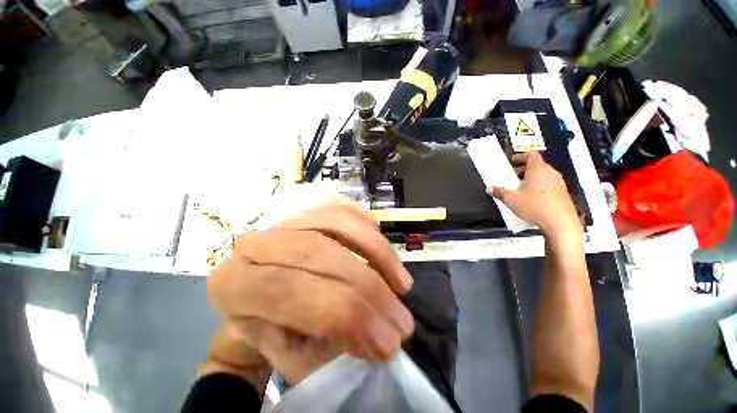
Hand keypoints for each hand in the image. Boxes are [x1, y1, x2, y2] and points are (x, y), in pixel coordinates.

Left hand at [206, 199, 413, 384]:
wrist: (258, 293)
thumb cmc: (271, 327)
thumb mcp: (289, 352)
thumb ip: (330, 345)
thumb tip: (379, 338)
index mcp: (235, 285)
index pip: (295, 292)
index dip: (347, 315)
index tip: (388, 344)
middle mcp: (257, 242)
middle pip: (322, 253)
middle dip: (371, 288)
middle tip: (403, 320)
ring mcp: (285, 218)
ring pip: (338, 223)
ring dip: (378, 253)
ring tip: (402, 284)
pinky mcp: (307, 208)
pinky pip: (344, 209)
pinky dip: (369, 227)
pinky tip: (384, 248)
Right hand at [489, 152, 581, 237]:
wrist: (560, 222)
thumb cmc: (534, 206)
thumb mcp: (511, 200)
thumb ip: (499, 192)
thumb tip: (490, 188)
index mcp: (538, 169)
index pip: (531, 155)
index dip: (520, 156)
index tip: (511, 162)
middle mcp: (550, 172)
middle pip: (536, 165)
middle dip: (522, 169)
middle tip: (511, 178)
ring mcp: (559, 182)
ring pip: (543, 174)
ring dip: (531, 178)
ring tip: (520, 189)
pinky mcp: (563, 192)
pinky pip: (548, 183)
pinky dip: (539, 185)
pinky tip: (531, 198)